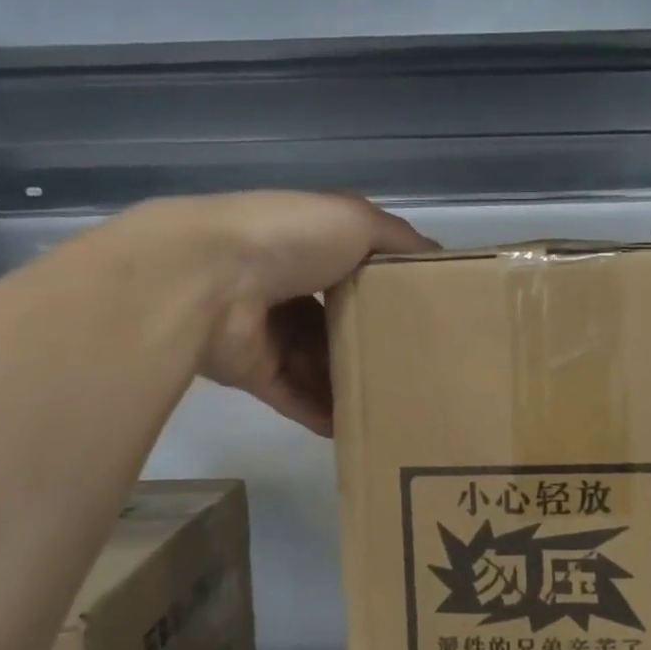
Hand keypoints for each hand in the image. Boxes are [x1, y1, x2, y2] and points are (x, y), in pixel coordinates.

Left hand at [128, 192, 434, 434]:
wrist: (210, 276)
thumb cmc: (290, 239)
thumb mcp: (358, 221)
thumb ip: (399, 240)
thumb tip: (440, 258)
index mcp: (308, 248)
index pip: (353, 275)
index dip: (385, 296)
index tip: (423, 321)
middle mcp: (286, 289)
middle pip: (336, 326)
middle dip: (369, 346)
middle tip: (413, 372)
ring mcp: (267, 333)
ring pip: (316, 366)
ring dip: (348, 385)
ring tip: (394, 408)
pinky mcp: (253, 372)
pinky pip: (294, 398)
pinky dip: (321, 413)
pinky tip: (356, 428)